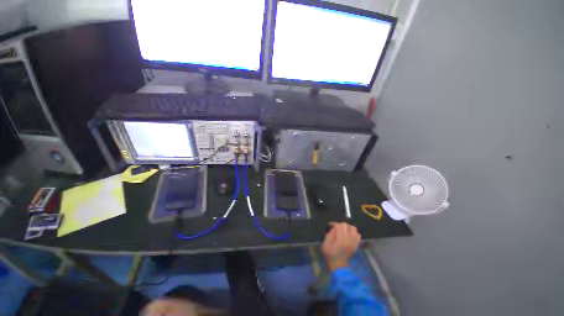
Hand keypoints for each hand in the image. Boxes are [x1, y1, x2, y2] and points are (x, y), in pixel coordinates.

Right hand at [322, 222, 360, 270]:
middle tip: (336, 227)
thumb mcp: (326, 243)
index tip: (330, 225)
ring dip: (348, 227)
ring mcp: (353, 242)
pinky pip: (358, 235)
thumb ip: (330, 234)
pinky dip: (354, 233)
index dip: (334, 223)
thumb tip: (334, 228)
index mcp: (341, 239)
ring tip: (343, 230)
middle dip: (340, 225)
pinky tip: (349, 234)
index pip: (339, 226)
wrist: (338, 265)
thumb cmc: (330, 254)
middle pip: (346, 226)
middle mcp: (349, 239)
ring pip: (354, 229)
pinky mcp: (356, 245)